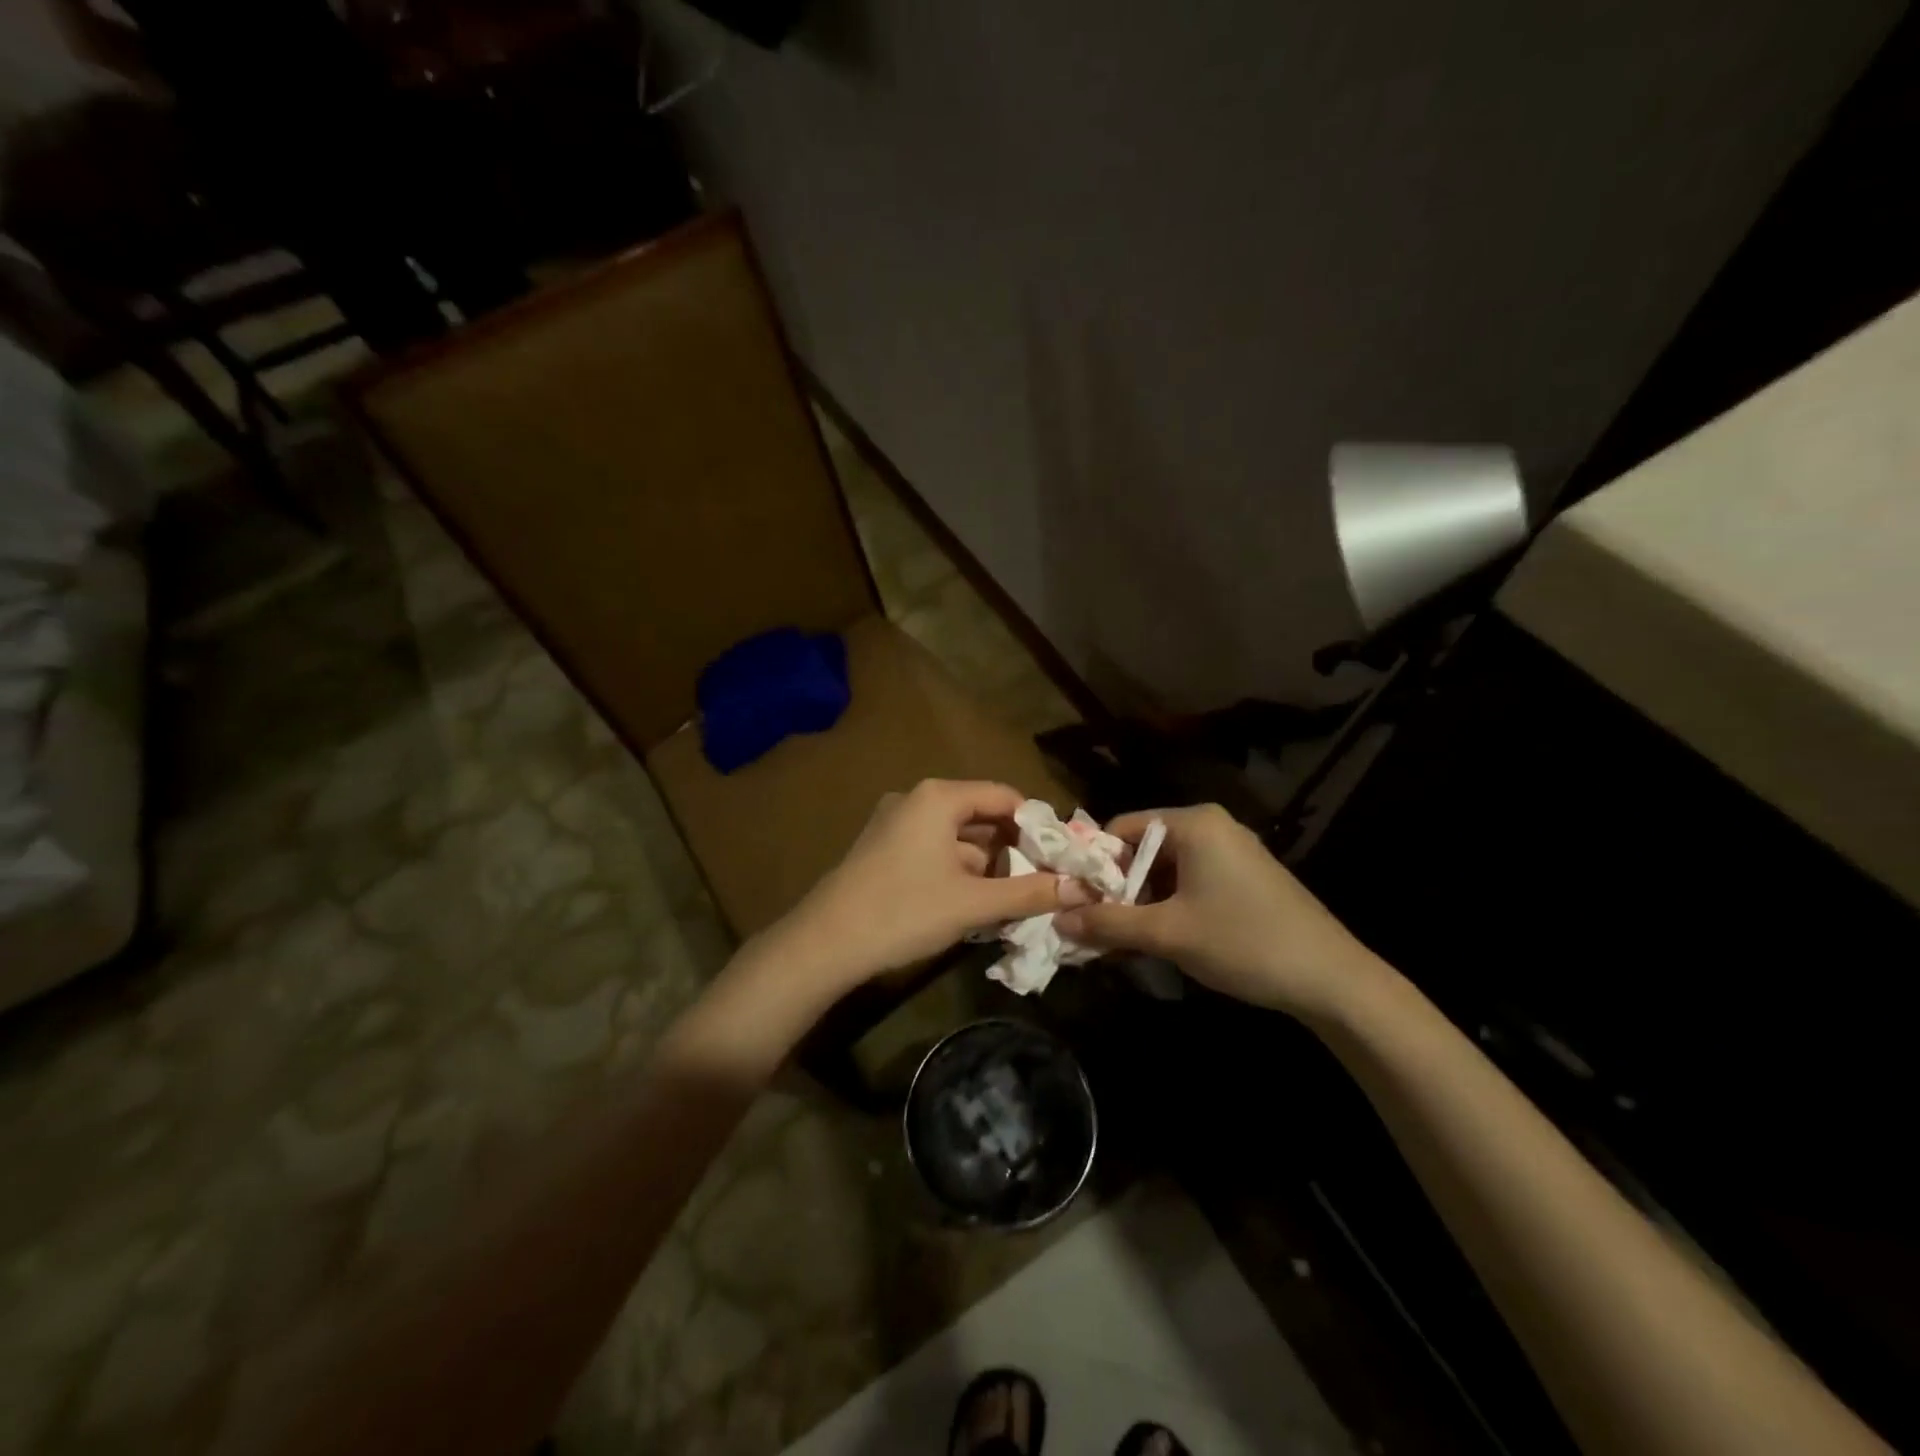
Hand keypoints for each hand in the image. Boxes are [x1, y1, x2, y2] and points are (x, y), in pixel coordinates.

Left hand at [760, 780, 1091, 997]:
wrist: (824, 943)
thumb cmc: (904, 912)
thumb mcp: (973, 903)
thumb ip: (1030, 892)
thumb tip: (1083, 889)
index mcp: (938, 797)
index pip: (1003, 796)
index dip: (1036, 825)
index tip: (1060, 858)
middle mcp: (915, 799)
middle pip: (979, 815)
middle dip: (1011, 848)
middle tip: (1041, 881)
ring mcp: (894, 823)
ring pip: (956, 836)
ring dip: (985, 864)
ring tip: (1013, 898)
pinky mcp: (881, 848)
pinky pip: (932, 849)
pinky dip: (957, 870)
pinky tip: (973, 903)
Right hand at [1053, 803, 1384, 1019]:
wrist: (1332, 979)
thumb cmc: (1243, 942)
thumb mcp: (1167, 934)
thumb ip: (1108, 923)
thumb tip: (1058, 918)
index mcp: (1193, 823)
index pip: (1121, 829)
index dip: (1095, 866)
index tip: (1080, 903)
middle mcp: (1212, 826)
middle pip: (1143, 849)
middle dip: (1119, 889)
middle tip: (1100, 929)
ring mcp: (1233, 851)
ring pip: (1167, 869)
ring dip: (1143, 903)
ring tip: (1128, 941)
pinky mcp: (1247, 877)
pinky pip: (1192, 881)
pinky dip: (1171, 906)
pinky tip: (1165, 940)